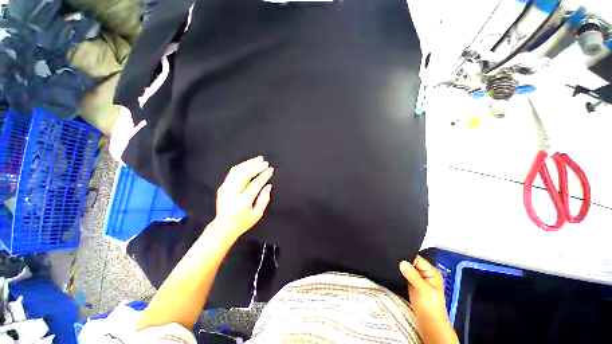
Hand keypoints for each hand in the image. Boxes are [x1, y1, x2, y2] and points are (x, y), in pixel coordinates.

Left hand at [213, 156, 273, 236]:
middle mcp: (232, 193)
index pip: (255, 184)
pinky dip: (242, 166)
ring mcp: (225, 189)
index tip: (270, 170)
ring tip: (258, 159)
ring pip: (237, 171)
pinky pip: (232, 173)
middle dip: (256, 166)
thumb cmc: (242, 222)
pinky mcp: (222, 187)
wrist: (223, 227)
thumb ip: (264, 199)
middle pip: (244, 175)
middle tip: (265, 162)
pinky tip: (249, 164)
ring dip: (248, 163)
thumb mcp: (257, 215)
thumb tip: (268, 185)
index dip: (264, 176)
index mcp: (242, 202)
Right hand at [399, 255, 447, 322]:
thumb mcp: (422, 289)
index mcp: (432, 271)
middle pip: (412, 261)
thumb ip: (413, 275)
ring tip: (393, 265)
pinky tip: (395, 271)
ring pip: (407, 267)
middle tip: (393, 261)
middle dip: (403, 261)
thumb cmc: (430, 306)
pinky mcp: (412, 281)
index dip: (407, 257)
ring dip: (401, 267)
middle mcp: (425, 272)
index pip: (417, 259)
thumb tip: (402, 262)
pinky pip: (405, 272)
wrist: (429, 322)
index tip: (396, 257)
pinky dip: (400, 272)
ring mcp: (419, 277)